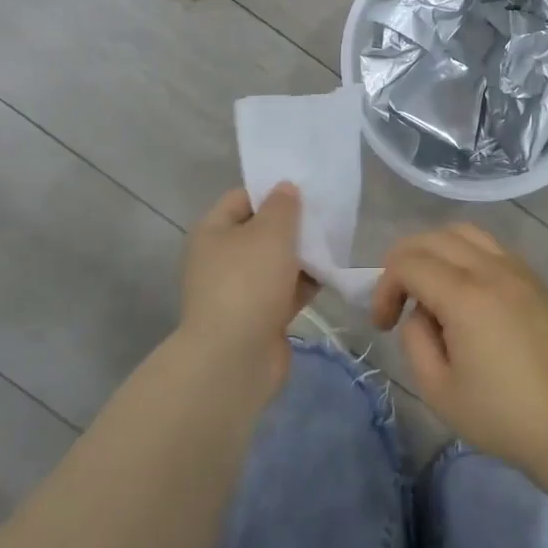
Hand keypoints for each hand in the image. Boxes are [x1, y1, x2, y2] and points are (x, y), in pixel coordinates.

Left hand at [180, 184, 316, 398]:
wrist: (234, 358)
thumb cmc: (248, 282)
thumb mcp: (271, 232)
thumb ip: (283, 206)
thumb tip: (285, 188)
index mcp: (213, 231)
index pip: (243, 198)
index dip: (272, 191)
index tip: (306, 190)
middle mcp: (220, 258)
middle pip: (261, 231)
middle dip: (293, 225)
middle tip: (326, 217)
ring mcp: (238, 290)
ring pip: (275, 263)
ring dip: (302, 256)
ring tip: (334, 244)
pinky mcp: (257, 317)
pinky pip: (284, 290)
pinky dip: (303, 283)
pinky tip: (329, 275)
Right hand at [370, 224, 547, 477]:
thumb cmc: (503, 415)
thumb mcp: (439, 390)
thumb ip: (415, 340)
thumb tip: (420, 312)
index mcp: (464, 295)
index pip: (408, 264)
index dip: (384, 287)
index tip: (384, 325)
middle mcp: (491, 269)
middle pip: (434, 237)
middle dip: (404, 261)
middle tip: (397, 300)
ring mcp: (519, 270)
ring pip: (466, 233)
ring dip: (436, 250)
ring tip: (429, 287)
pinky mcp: (537, 281)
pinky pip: (492, 248)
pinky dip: (466, 255)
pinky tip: (466, 292)